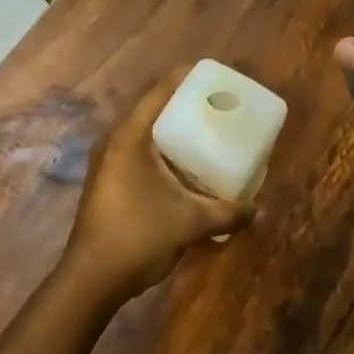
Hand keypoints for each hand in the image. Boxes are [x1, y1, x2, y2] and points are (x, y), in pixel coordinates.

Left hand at [60, 72, 255, 303]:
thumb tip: (261, 210)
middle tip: (216, 106)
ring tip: (204, 132)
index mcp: (130, 138)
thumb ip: (229, 212)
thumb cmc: (139, 237)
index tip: (211, 75)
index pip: (158, 93)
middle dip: (182, 105)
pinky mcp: (106, 182)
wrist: (91, 278)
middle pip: (150, 110)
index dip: (184, 78)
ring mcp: (106, 163)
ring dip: (170, 132)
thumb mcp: (191, 223)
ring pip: (143, 134)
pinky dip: (160, 152)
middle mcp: (113, 142)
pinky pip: (137, 153)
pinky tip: (182, 167)